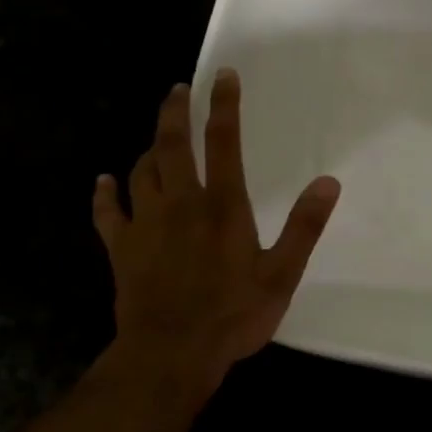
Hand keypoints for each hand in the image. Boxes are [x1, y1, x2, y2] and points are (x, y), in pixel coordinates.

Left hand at [92, 69, 339, 397]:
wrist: (171, 354)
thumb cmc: (233, 315)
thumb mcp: (282, 274)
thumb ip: (304, 226)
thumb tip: (328, 182)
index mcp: (223, 206)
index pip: (224, 143)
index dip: (224, 106)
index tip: (223, 76)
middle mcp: (181, 204)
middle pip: (173, 145)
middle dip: (175, 112)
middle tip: (178, 89)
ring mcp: (145, 224)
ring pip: (142, 171)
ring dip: (149, 148)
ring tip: (157, 137)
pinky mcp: (121, 249)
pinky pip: (108, 213)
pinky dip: (105, 194)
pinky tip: (103, 182)